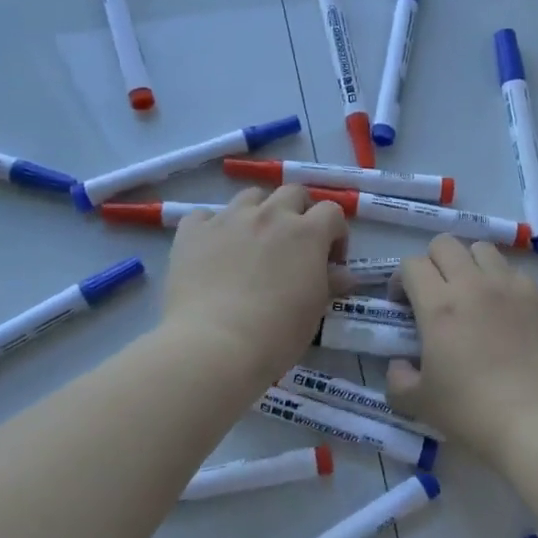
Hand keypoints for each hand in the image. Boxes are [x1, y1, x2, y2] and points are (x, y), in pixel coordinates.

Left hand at [161, 187, 347, 387]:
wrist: (214, 345)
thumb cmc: (276, 334)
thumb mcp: (314, 312)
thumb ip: (330, 284)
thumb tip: (344, 275)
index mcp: (306, 233)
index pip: (332, 212)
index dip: (336, 233)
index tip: (330, 261)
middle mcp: (269, 216)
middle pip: (292, 193)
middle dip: (299, 211)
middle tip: (294, 244)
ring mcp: (228, 219)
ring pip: (250, 197)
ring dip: (259, 212)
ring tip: (253, 243)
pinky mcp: (193, 232)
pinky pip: (204, 216)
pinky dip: (213, 228)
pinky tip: (212, 251)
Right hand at [386, 237, 537, 463]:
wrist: (536, 421)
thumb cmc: (471, 412)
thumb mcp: (418, 403)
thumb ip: (397, 378)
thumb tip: (399, 364)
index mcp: (438, 305)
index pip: (411, 264)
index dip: (400, 280)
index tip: (402, 305)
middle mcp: (472, 284)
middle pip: (444, 244)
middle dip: (432, 263)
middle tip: (434, 294)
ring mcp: (509, 286)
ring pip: (481, 249)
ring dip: (468, 264)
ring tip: (471, 294)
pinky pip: (513, 271)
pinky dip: (501, 281)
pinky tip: (503, 310)